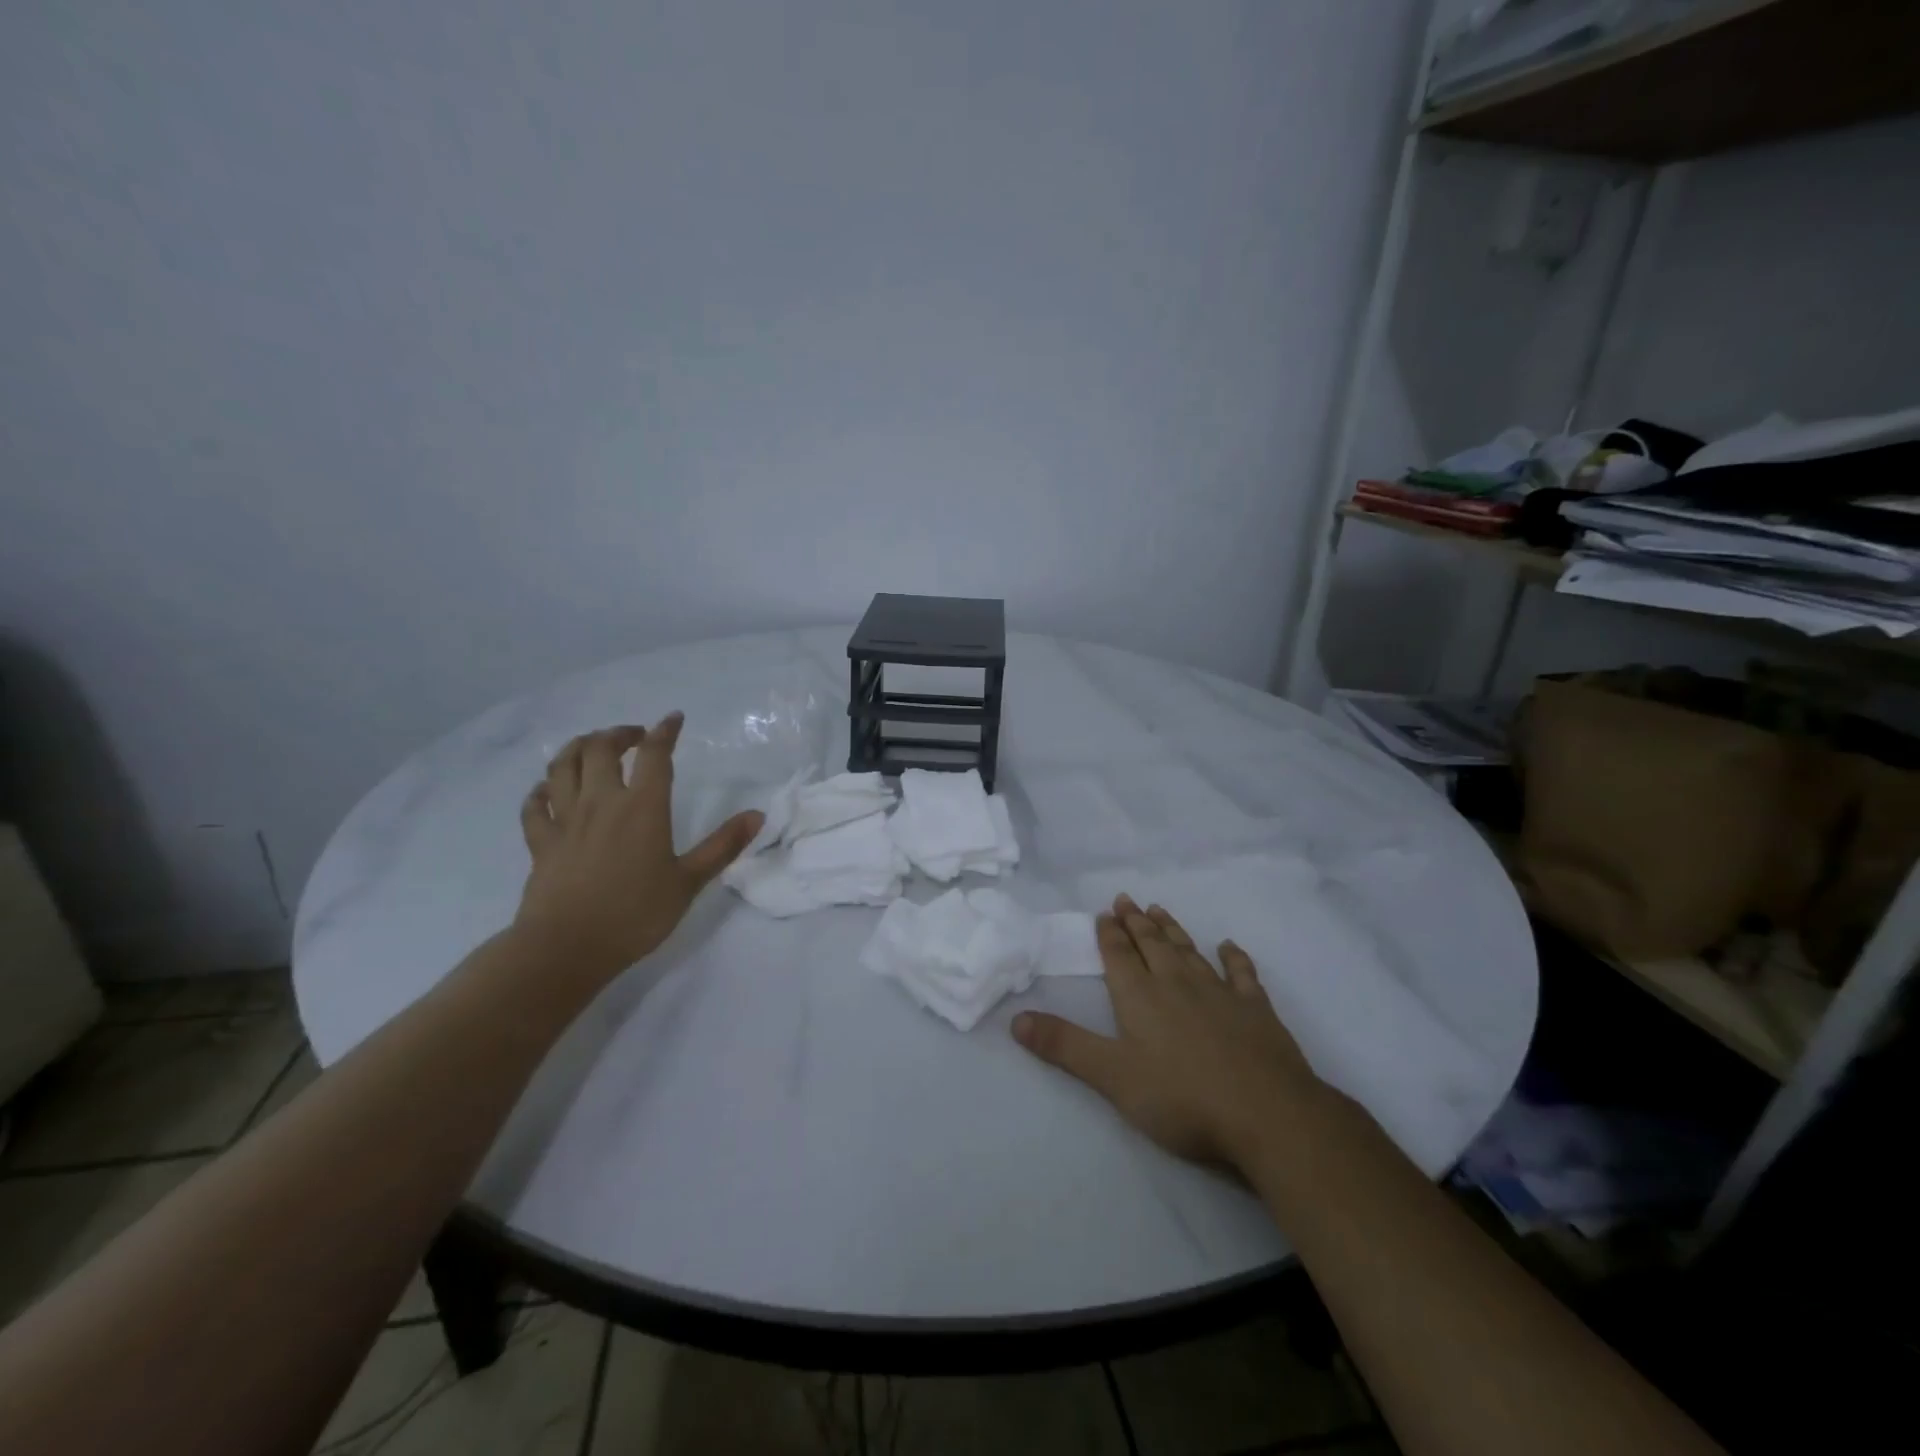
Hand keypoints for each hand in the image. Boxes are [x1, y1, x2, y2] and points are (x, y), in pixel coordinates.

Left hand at [514, 713, 762, 980]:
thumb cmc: (635, 915)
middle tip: (634, 737)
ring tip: (590, 747)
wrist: (566, 948)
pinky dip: (540, 790)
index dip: (665, 731)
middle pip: (600, 749)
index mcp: (642, 808)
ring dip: (577, 748)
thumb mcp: (689, 882)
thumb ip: (723, 846)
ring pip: (562, 766)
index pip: (654, 755)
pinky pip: (534, 805)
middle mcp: (601, 802)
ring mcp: (565, 820)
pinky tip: (547, 790)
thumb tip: (757, 815)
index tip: (673, 719)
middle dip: (618, 734)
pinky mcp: (540, 842)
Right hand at [1012, 895, 1320, 1170]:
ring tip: (1159, 909)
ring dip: (1172, 929)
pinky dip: (1234, 958)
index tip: (1103, 912)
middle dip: (1136, 922)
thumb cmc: (1182, 1098)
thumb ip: (1065, 1046)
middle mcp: (1177, 984)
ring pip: (1189, 951)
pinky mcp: (1256, 1010)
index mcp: (1141, 997)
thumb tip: (1016, 1019)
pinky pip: (1242, 974)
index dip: (1109, 934)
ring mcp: (1220, 993)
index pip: (1119, 956)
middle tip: (1126, 899)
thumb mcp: (1112, 1077)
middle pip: (1152, 944)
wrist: (1267, 1115)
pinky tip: (1228, 947)